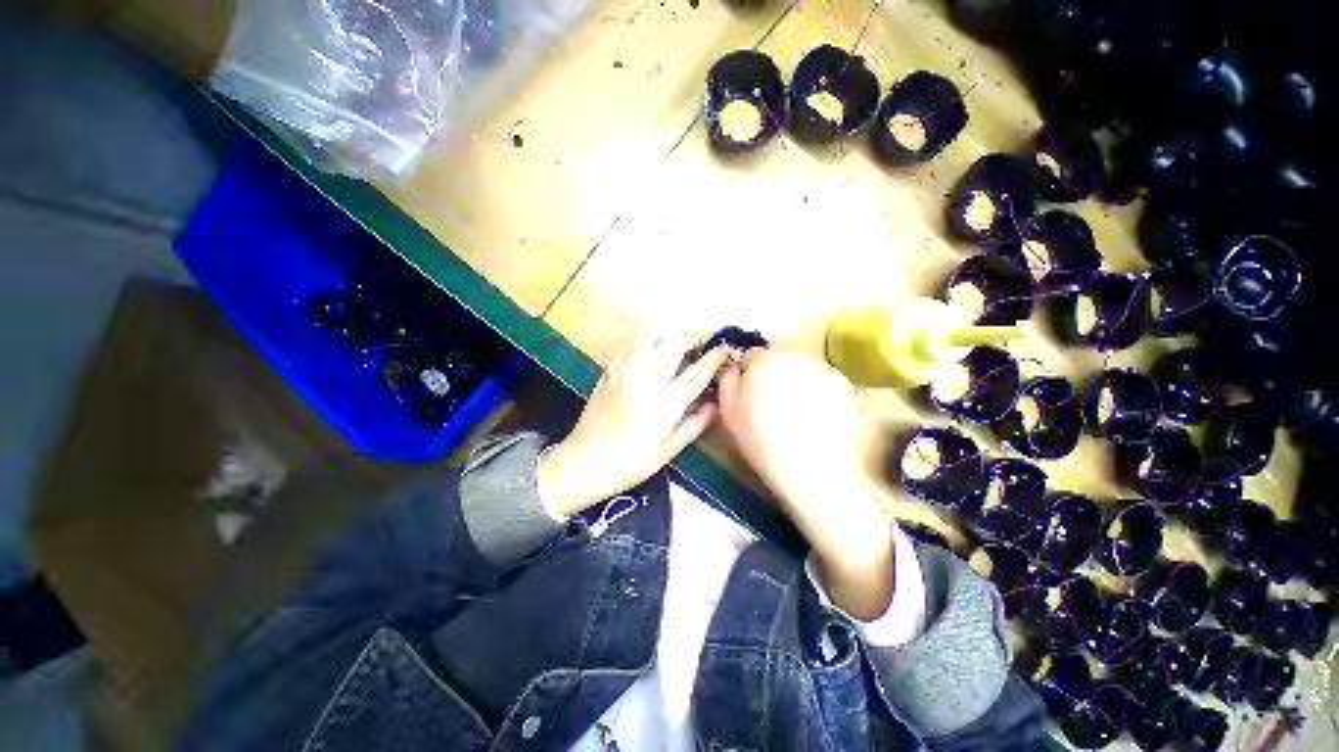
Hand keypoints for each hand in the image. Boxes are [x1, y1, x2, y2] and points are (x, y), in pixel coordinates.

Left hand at [538, 333, 728, 516]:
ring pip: (651, 336)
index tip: (724, 352)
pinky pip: (630, 344)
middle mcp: (647, 380)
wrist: (583, 462)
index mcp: (665, 404)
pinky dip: (646, 339)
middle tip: (702, 342)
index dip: (715, 358)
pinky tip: (651, 346)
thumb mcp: (668, 451)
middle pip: (675, 342)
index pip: (697, 372)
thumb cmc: (629, 463)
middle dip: (694, 336)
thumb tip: (715, 404)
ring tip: (678, 342)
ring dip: (670, 333)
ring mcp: (625, 372)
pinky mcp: (609, 371)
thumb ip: (695, 425)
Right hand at [717, 350, 893, 619]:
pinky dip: (816, 393)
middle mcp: (797, 358)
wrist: (814, 473)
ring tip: (796, 415)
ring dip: (794, 383)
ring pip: (801, 370)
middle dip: (772, 376)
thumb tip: (733, 366)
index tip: (750, 395)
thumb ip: (728, 381)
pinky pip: (822, 382)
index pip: (751, 355)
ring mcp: (825, 371)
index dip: (748, 375)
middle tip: (772, 406)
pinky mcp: (845, 387)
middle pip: (778, 360)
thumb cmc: (763, 443)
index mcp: (765, 361)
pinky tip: (815, 419)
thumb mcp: (730, 413)